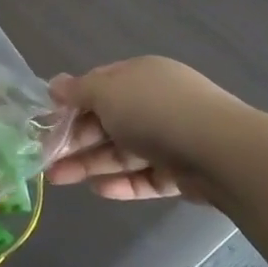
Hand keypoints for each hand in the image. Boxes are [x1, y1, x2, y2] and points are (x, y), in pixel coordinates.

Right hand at [45, 58, 247, 204]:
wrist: (222, 152)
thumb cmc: (154, 110)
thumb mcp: (106, 92)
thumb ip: (78, 91)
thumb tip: (54, 84)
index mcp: (140, 75)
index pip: (99, 85)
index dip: (71, 102)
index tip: (47, 120)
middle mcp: (155, 103)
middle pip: (107, 122)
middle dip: (74, 140)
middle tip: (46, 158)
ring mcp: (171, 138)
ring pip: (122, 152)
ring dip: (89, 164)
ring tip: (58, 180)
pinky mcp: (182, 172)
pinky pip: (145, 176)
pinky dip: (122, 183)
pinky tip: (98, 191)